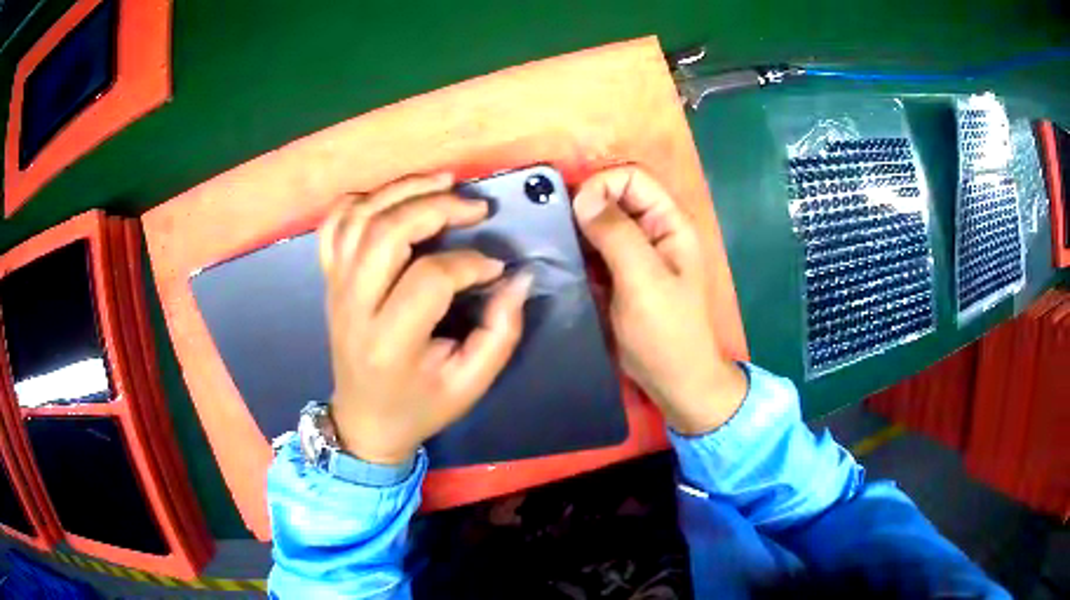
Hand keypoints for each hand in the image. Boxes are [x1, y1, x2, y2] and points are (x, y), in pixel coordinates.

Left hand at [319, 173, 531, 464]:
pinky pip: (334, 224)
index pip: (429, 278)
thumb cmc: (420, 405)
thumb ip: (502, 331)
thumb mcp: (471, 383)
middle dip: (435, 207)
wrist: (364, 418)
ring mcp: (336, 288)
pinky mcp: (329, 279)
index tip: (495, 269)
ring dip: (402, 190)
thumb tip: (518, 277)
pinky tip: (393, 198)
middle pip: (385, 233)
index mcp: (391, 342)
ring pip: (359, 218)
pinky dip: (362, 200)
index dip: (470, 263)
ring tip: (443, 182)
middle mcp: (354, 307)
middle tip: (475, 207)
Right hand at [573, 166, 745, 434]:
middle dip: (584, 206)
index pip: (632, 178)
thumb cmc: (667, 333)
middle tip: (555, 229)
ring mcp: (635, 253)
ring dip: (577, 229)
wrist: (674, 381)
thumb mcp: (643, 281)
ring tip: (552, 245)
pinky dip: (577, 250)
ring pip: (601, 222)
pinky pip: (594, 249)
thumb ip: (616, 234)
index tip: (574, 213)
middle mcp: (653, 230)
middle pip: (614, 196)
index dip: (601, 186)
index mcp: (670, 223)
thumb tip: (582, 196)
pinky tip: (560, 261)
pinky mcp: (619, 274)